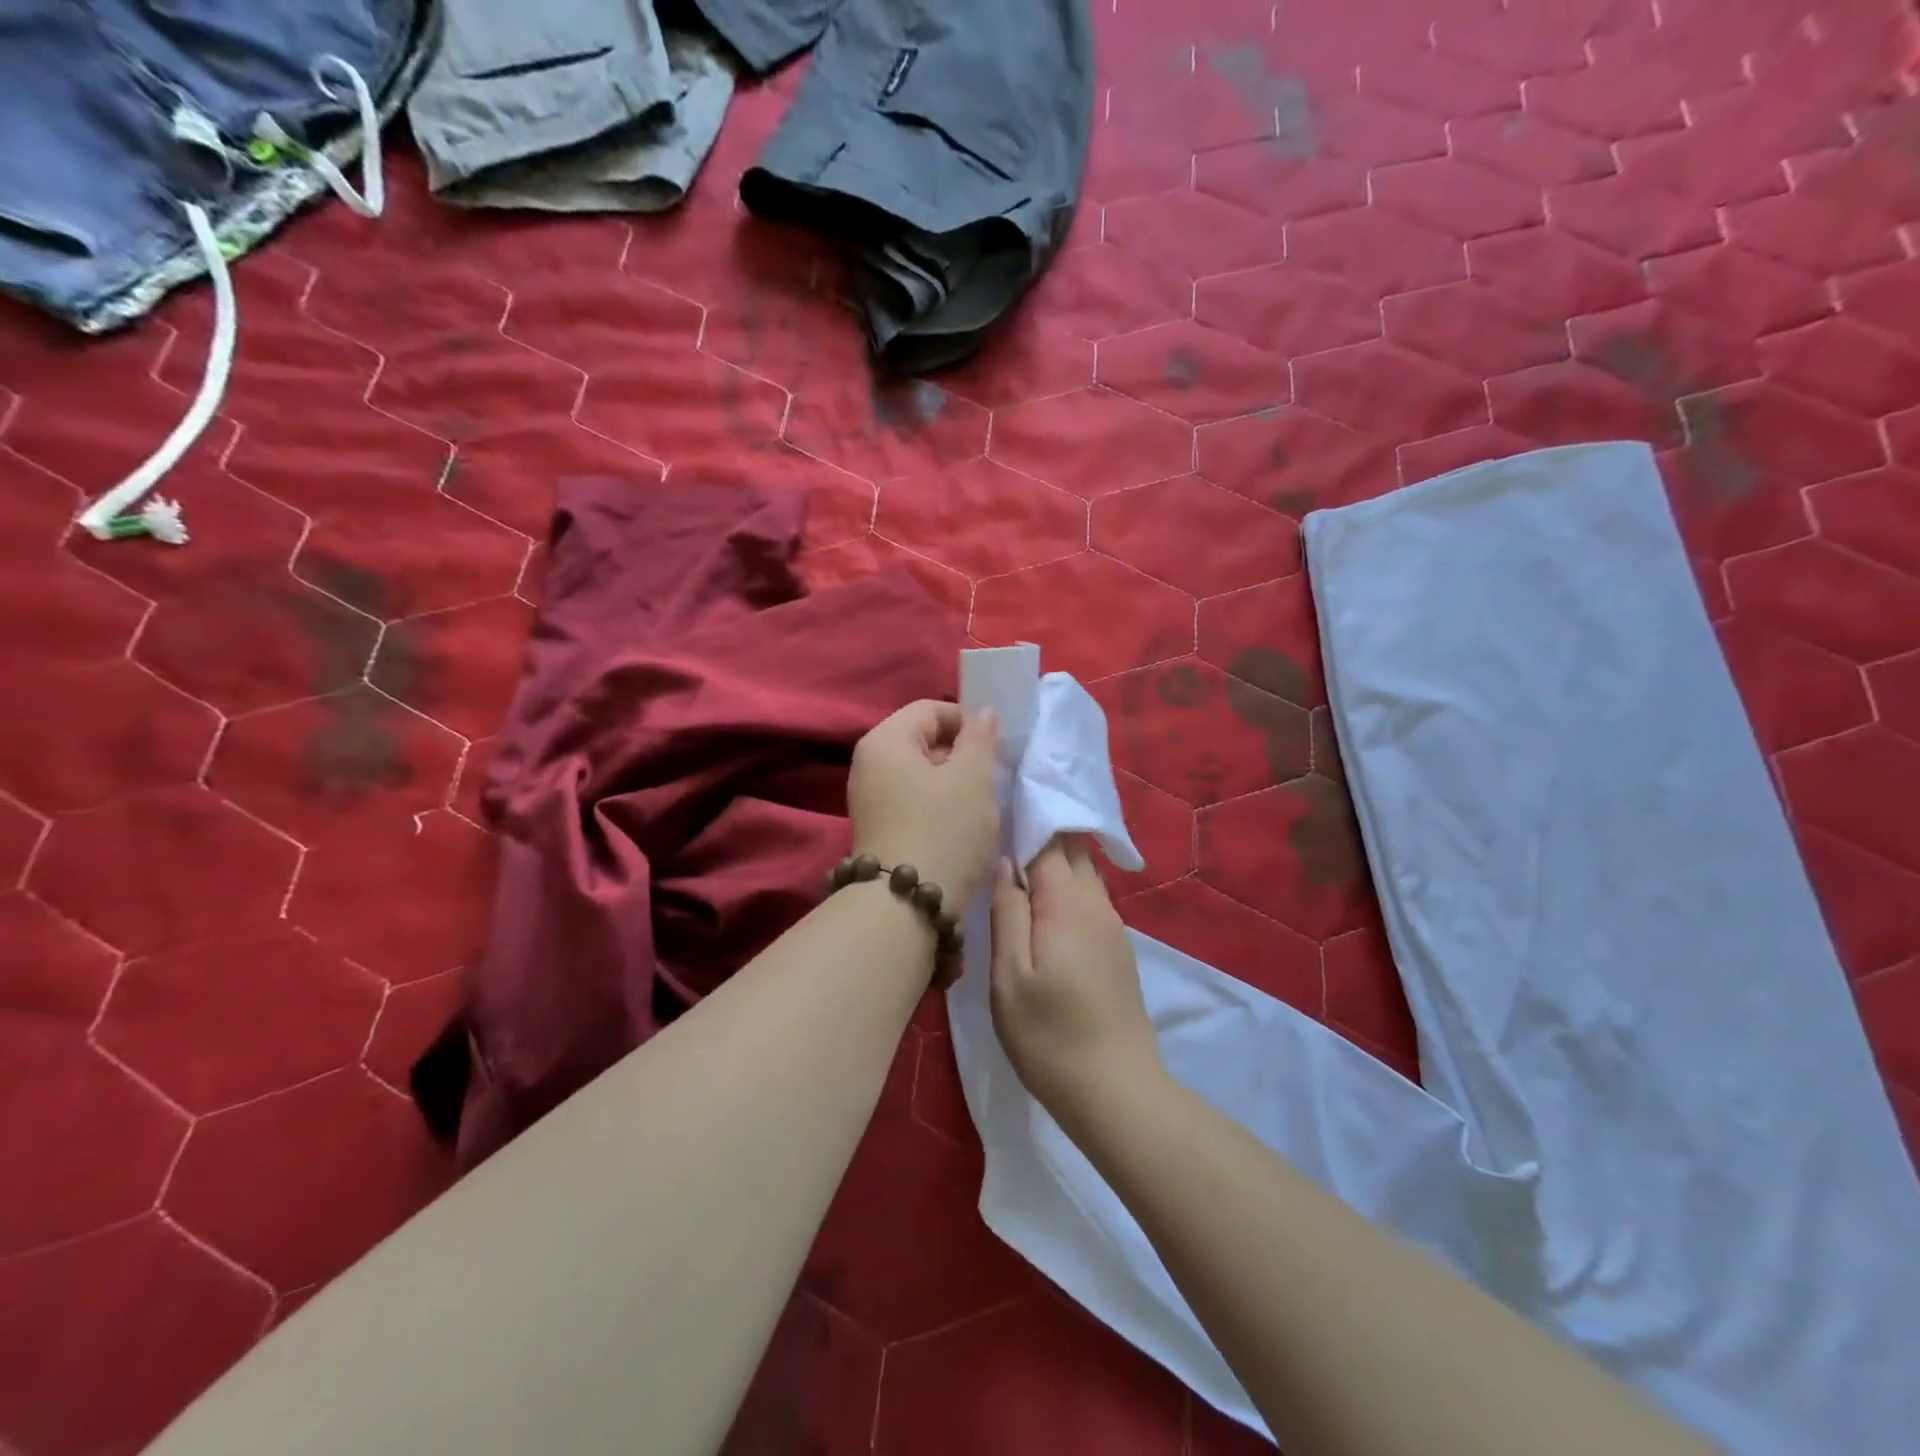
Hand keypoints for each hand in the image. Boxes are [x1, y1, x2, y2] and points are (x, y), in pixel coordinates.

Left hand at [848, 701, 1000, 907]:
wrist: (906, 906)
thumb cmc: (943, 830)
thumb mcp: (973, 778)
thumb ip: (980, 737)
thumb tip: (983, 712)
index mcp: (885, 740)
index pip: (931, 708)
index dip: (968, 721)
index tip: (996, 748)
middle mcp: (868, 763)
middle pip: (924, 739)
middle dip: (961, 753)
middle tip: (992, 777)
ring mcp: (870, 797)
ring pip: (921, 772)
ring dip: (953, 781)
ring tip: (980, 804)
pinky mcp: (879, 826)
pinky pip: (913, 798)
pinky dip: (938, 804)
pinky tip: (959, 825)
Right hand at [989, 837, 1162, 1126]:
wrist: (1116, 1090)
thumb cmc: (1049, 1035)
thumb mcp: (1010, 977)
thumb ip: (1008, 912)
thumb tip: (1005, 862)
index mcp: (1067, 904)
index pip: (1050, 840)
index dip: (1029, 816)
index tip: (1004, 799)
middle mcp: (1096, 904)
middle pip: (1073, 850)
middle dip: (1045, 830)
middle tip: (1006, 822)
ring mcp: (1112, 927)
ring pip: (1084, 874)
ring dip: (1056, 859)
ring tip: (1019, 857)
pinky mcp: (1117, 949)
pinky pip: (1090, 898)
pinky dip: (1067, 885)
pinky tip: (1044, 901)